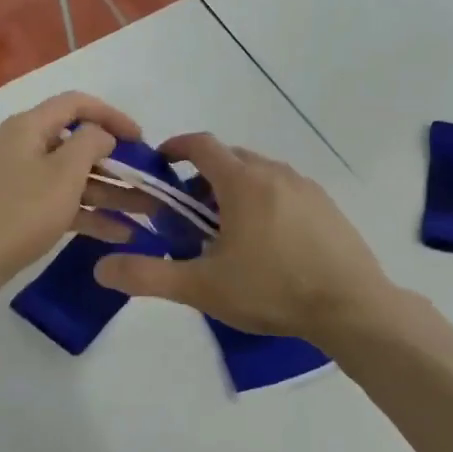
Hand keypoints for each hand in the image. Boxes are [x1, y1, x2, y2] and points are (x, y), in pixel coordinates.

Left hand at [0, 91, 149, 298]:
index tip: (141, 139)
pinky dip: (87, 212)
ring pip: (71, 177)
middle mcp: (21, 145)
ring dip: (108, 192)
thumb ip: (91, 143)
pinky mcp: (18, 208)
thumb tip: (101, 135)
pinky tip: (119, 233)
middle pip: (76, 144)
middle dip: (115, 163)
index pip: (76, 104)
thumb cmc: (22, 212)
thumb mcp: (64, 173)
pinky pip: (60, 201)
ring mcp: (18, 178)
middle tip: (145, 181)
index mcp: (28, 127)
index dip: (112, 116)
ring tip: (144, 212)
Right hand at [94, 134, 395, 340]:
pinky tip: (269, 242)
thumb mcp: (202, 287)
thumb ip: (148, 276)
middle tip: (190, 213)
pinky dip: (266, 200)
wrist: (352, 306)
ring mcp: (307, 188)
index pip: (202, 144)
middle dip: (204, 176)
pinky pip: (286, 190)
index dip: (176, 147)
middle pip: (231, 158)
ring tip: (228, 230)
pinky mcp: (328, 207)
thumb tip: (101, 268)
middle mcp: (275, 172)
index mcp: (242, 181)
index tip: (162, 162)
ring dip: (236, 189)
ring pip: (260, 174)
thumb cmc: (272, 290)